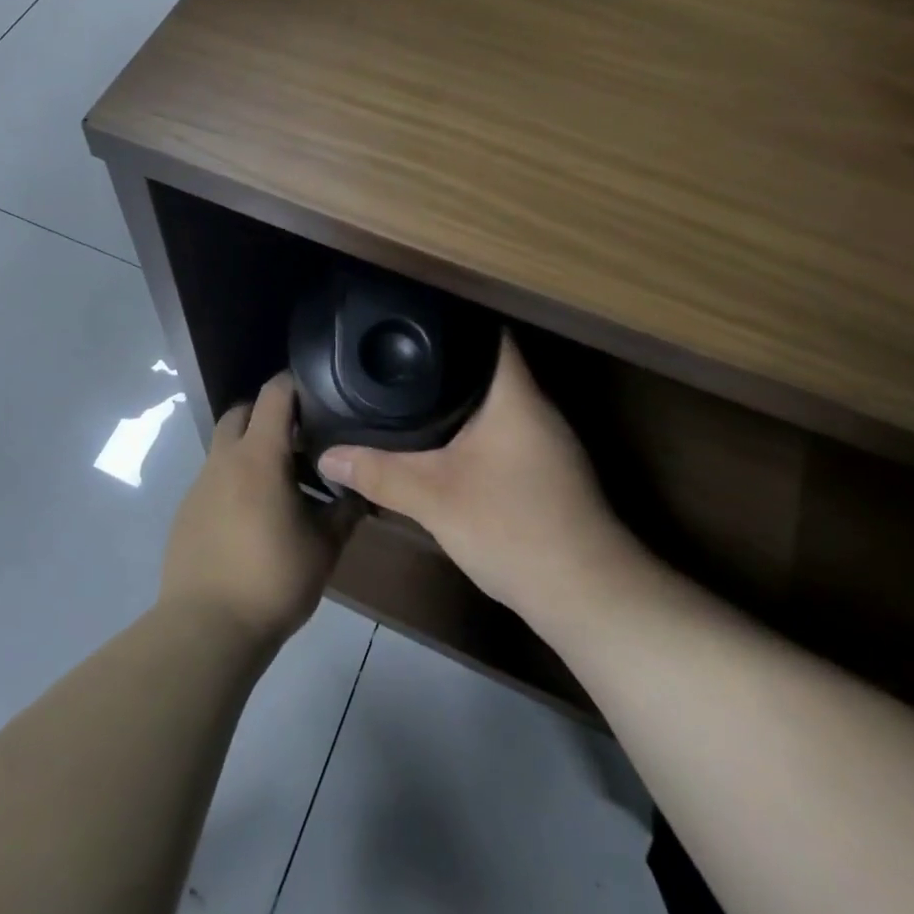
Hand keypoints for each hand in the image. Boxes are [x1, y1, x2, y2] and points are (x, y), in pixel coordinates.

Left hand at [160, 373, 355, 645]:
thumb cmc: (273, 579)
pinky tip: (254, 517)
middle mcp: (224, 460)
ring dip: (252, 451)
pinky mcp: (186, 512)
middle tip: (301, 438)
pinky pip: (214, 479)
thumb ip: (345, 511)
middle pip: (242, 412)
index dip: (296, 384)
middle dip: (269, 415)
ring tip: (283, 484)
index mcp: (259, 456)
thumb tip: (361, 490)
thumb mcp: (324, 547)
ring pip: (226, 447)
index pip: (274, 394)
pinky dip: (235, 481)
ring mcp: (200, 485)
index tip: (320, 391)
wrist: (207, 628)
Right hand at [317, 334, 646, 621]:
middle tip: (399, 357)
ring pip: (499, 405)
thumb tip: (327, 457)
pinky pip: (506, 434)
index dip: (453, 319)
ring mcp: (549, 443)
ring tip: (412, 393)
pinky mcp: (550, 473)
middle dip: (447, 362)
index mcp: (516, 395)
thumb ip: (379, 473)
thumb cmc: (513, 526)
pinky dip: (476, 431)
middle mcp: (538, 409)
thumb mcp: (434, 498)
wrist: (586, 595)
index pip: (489, 333)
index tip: (413, 317)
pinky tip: (448, 445)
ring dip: (463, 400)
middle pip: (491, 368)